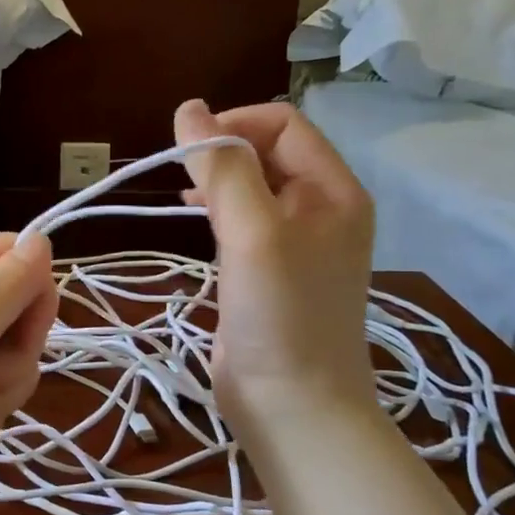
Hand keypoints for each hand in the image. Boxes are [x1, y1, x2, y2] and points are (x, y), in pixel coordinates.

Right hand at [175, 98, 377, 435]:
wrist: (293, 406)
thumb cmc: (280, 314)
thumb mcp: (253, 232)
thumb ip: (223, 167)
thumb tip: (188, 108)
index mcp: (333, 190)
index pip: (283, 124)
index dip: (233, 124)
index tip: (187, 150)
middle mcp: (321, 208)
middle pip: (268, 152)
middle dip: (221, 151)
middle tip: (180, 175)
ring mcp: (296, 242)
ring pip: (252, 185)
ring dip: (214, 179)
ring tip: (181, 192)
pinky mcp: (270, 270)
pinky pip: (243, 219)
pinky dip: (214, 208)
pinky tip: (190, 215)